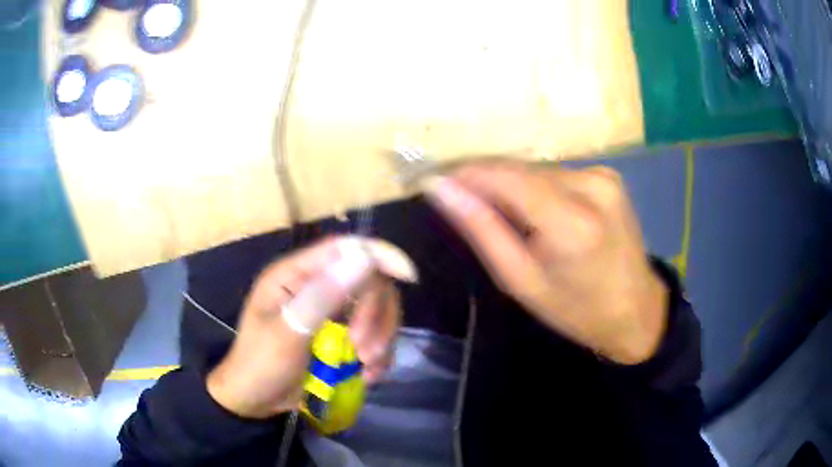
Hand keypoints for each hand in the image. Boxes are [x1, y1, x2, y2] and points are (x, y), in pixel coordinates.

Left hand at [206, 236, 416, 418]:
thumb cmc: (260, 366)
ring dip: (381, 337)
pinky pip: (373, 333)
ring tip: (369, 367)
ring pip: (375, 308)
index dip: (378, 255)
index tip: (408, 275)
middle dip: (375, 315)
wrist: (254, 402)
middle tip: (366, 351)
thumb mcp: (287, 334)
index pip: (343, 249)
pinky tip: (369, 373)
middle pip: (366, 280)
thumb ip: (322, 296)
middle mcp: (314, 286)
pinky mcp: (338, 334)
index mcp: (294, 275)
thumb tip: (364, 257)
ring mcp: (328, 311)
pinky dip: (378, 353)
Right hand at [423, 162, 667, 364]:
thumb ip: (481, 229)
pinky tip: (533, 211)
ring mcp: (604, 175)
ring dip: (510, 185)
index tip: (435, 181)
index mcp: (571, 222)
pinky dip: (535, 186)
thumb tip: (441, 188)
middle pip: (519, 169)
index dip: (465, 173)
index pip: (504, 176)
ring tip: (498, 214)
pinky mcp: (608, 174)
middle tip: (458, 200)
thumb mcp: (521, 280)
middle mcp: (591, 185)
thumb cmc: (576, 309)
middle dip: (484, 180)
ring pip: (536, 169)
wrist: (636, 309)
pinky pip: (556, 173)